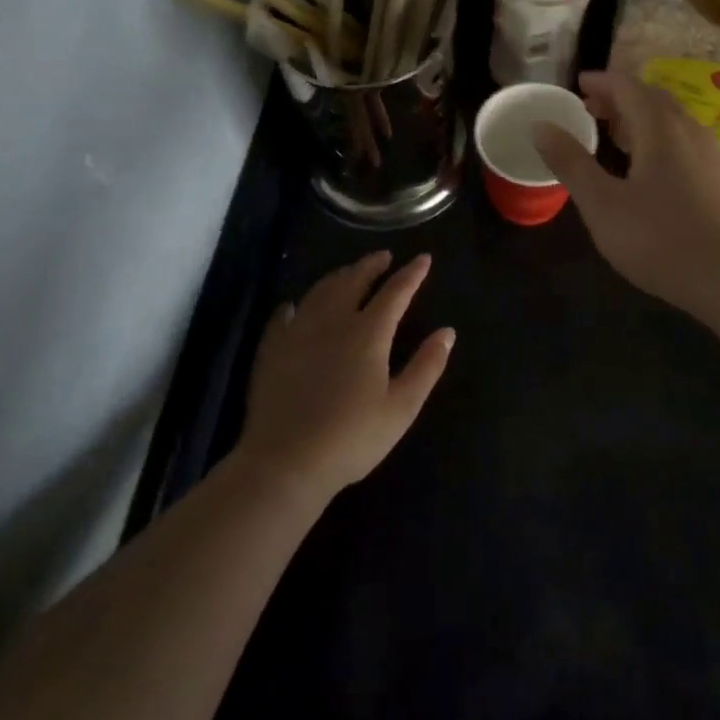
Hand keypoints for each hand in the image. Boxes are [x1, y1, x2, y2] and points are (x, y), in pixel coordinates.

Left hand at [235, 251, 452, 499]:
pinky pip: (283, 315)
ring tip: (348, 273)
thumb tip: (447, 332)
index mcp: (368, 332)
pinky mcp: (272, 350)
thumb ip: (427, 366)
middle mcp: (333, 321)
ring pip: (320, 291)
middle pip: (354, 280)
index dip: (412, 273)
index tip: (424, 258)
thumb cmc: (351, 437)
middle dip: (372, 265)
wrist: (284, 463)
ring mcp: (298, 332)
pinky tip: (295, 305)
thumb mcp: (402, 407)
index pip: (396, 292)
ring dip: (338, 276)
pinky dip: (296, 304)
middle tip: (383, 257)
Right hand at [533, 70, 719, 316]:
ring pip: (672, 122)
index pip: (628, 86)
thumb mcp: (604, 205)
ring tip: (616, 137)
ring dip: (641, 119)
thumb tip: (541, 125)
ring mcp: (712, 155)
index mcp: (660, 128)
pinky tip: (652, 171)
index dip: (601, 81)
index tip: (578, 84)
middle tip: (590, 109)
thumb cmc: (664, 240)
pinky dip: (660, 140)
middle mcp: (690, 131)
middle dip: (620, 98)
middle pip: (653, 99)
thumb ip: (571, 163)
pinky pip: (685, 143)